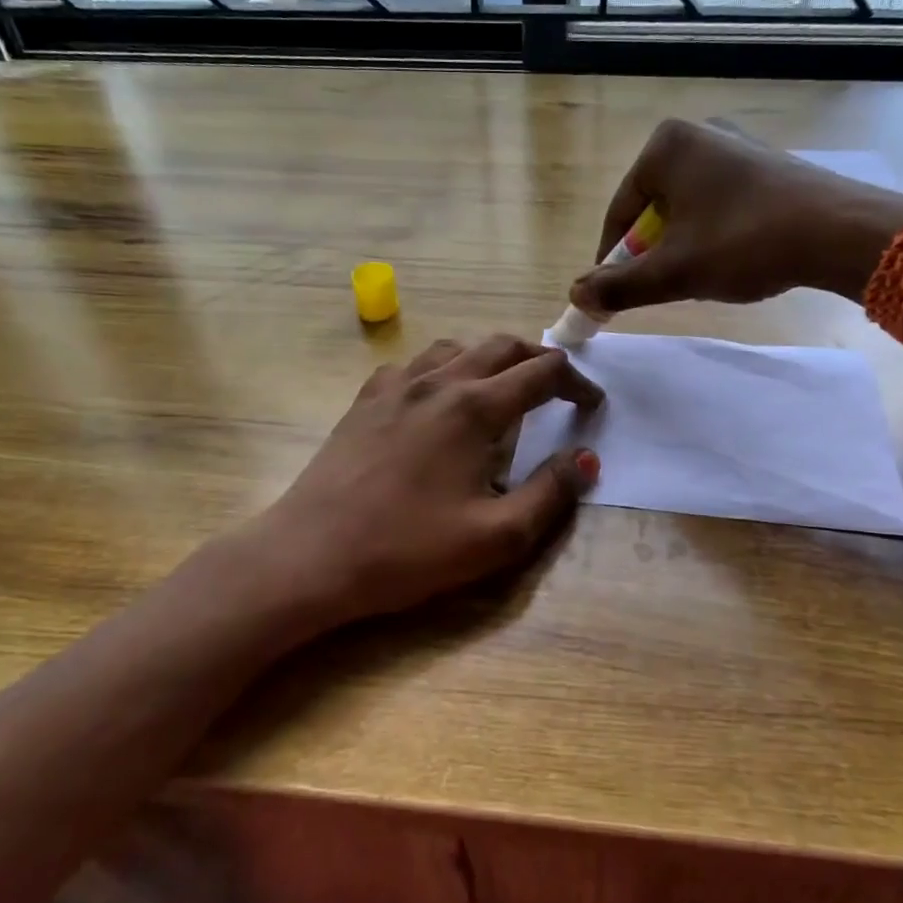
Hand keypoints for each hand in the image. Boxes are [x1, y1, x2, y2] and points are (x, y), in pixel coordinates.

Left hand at [254, 335, 602, 630]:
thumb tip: (587, 459)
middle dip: (538, 360)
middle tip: (558, 388)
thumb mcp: (495, 537)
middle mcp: (438, 382)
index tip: (592, 404)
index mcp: (474, 407)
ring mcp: (395, 386)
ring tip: (503, 388)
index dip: (577, 383)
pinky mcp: (365, 401)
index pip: (542, 373)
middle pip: (501, 346)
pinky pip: (414, 365)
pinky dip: (443, 369)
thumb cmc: (407, 551)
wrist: (310, 556)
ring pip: (456, 348)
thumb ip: (550, 494)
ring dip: (490, 358)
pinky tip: (438, 399)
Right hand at [568, 119, 902, 316]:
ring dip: (682, 245)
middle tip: (659, 288)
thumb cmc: (743, 243)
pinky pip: (719, 202)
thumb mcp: (673, 272)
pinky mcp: (765, 162)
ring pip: (687, 207)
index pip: (620, 212)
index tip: (612, 295)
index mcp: (665, 147)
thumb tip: (576, 295)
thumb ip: (619, 285)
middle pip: (653, 208)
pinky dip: (713, 232)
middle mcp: (698, 133)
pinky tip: (732, 257)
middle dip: (651, 252)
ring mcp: (736, 144)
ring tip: (698, 277)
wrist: (838, 231)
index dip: (612, 259)